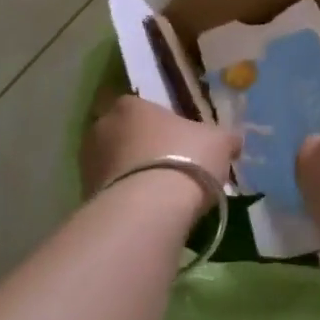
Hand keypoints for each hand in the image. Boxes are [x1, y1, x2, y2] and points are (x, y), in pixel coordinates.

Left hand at [81, 95, 239, 221]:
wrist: (149, 210)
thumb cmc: (185, 159)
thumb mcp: (219, 143)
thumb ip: (224, 139)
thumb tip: (234, 141)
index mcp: (130, 105)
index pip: (141, 107)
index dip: (159, 124)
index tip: (176, 141)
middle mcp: (102, 127)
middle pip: (122, 134)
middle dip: (139, 148)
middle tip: (166, 167)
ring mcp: (88, 162)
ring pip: (113, 164)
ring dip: (129, 175)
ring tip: (156, 196)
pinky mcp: (85, 197)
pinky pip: (109, 192)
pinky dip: (124, 200)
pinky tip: (144, 214)